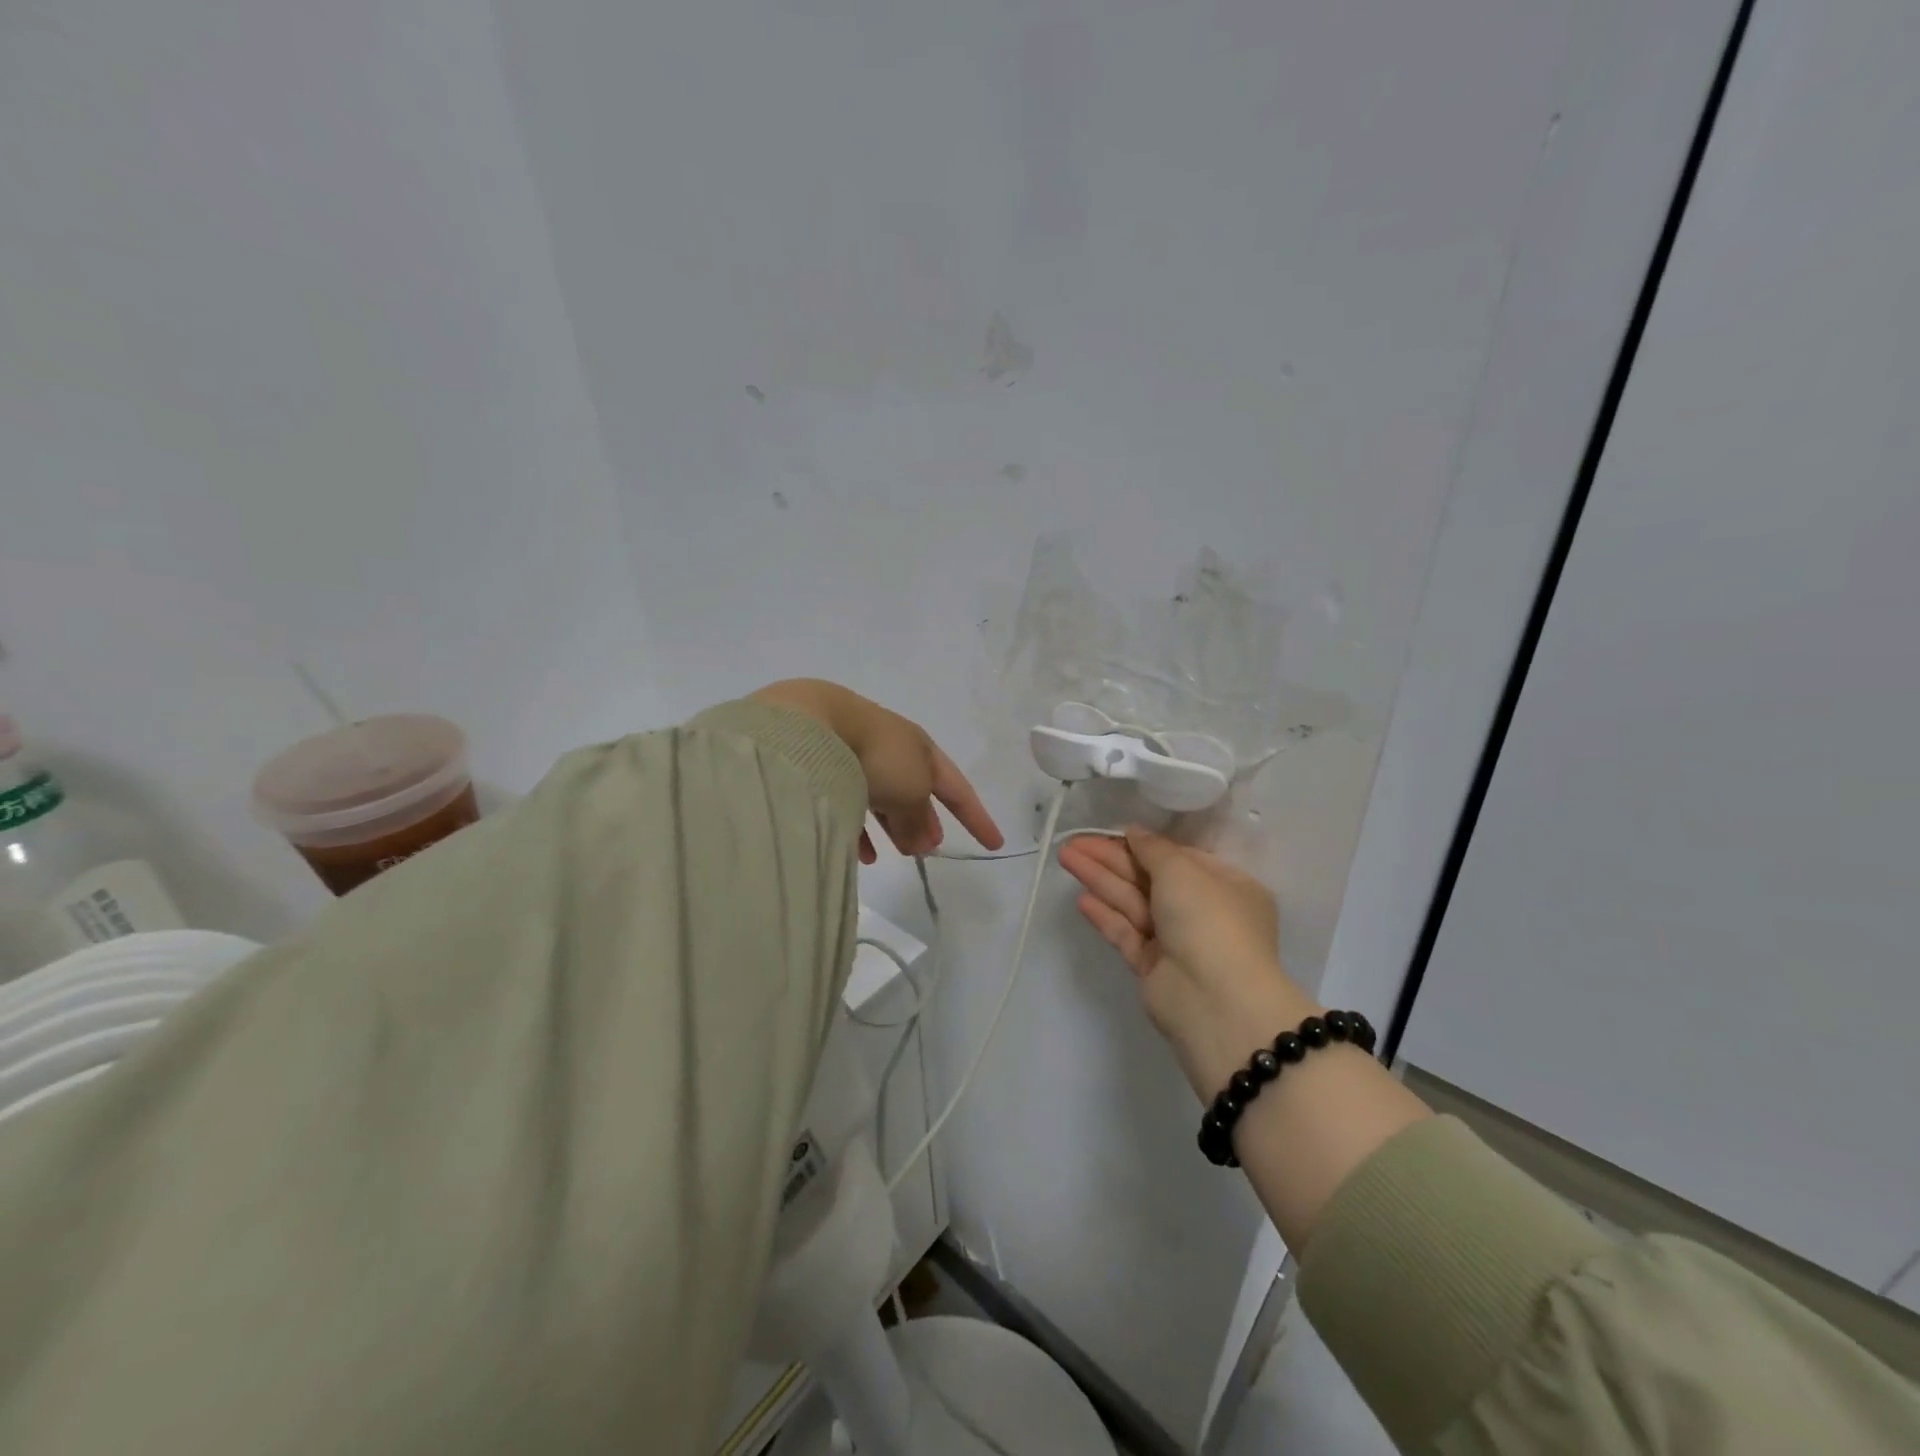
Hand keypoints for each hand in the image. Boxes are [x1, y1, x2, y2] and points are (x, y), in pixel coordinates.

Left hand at [751, 680, 1002, 862]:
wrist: (814, 727)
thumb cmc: (878, 756)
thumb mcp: (911, 792)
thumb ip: (919, 821)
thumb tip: (922, 843)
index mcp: (922, 749)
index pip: (958, 788)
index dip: (977, 817)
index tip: (994, 843)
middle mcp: (893, 751)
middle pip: (919, 792)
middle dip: (928, 820)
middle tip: (932, 847)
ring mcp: (859, 757)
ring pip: (885, 798)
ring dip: (896, 826)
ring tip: (900, 853)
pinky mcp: (828, 769)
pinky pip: (852, 804)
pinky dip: (863, 830)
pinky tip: (863, 853)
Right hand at [1059, 826, 1316, 1096]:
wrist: (1216, 1001)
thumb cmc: (1209, 920)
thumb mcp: (1182, 871)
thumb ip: (1153, 848)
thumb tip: (1134, 832)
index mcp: (1225, 885)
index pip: (1178, 857)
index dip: (1142, 843)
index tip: (1110, 831)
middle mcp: (1202, 911)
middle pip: (1149, 878)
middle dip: (1111, 859)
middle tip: (1073, 843)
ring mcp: (1176, 941)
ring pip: (1133, 903)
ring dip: (1100, 879)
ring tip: (1066, 858)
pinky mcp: (1153, 966)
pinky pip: (1127, 933)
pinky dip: (1105, 915)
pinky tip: (1081, 900)